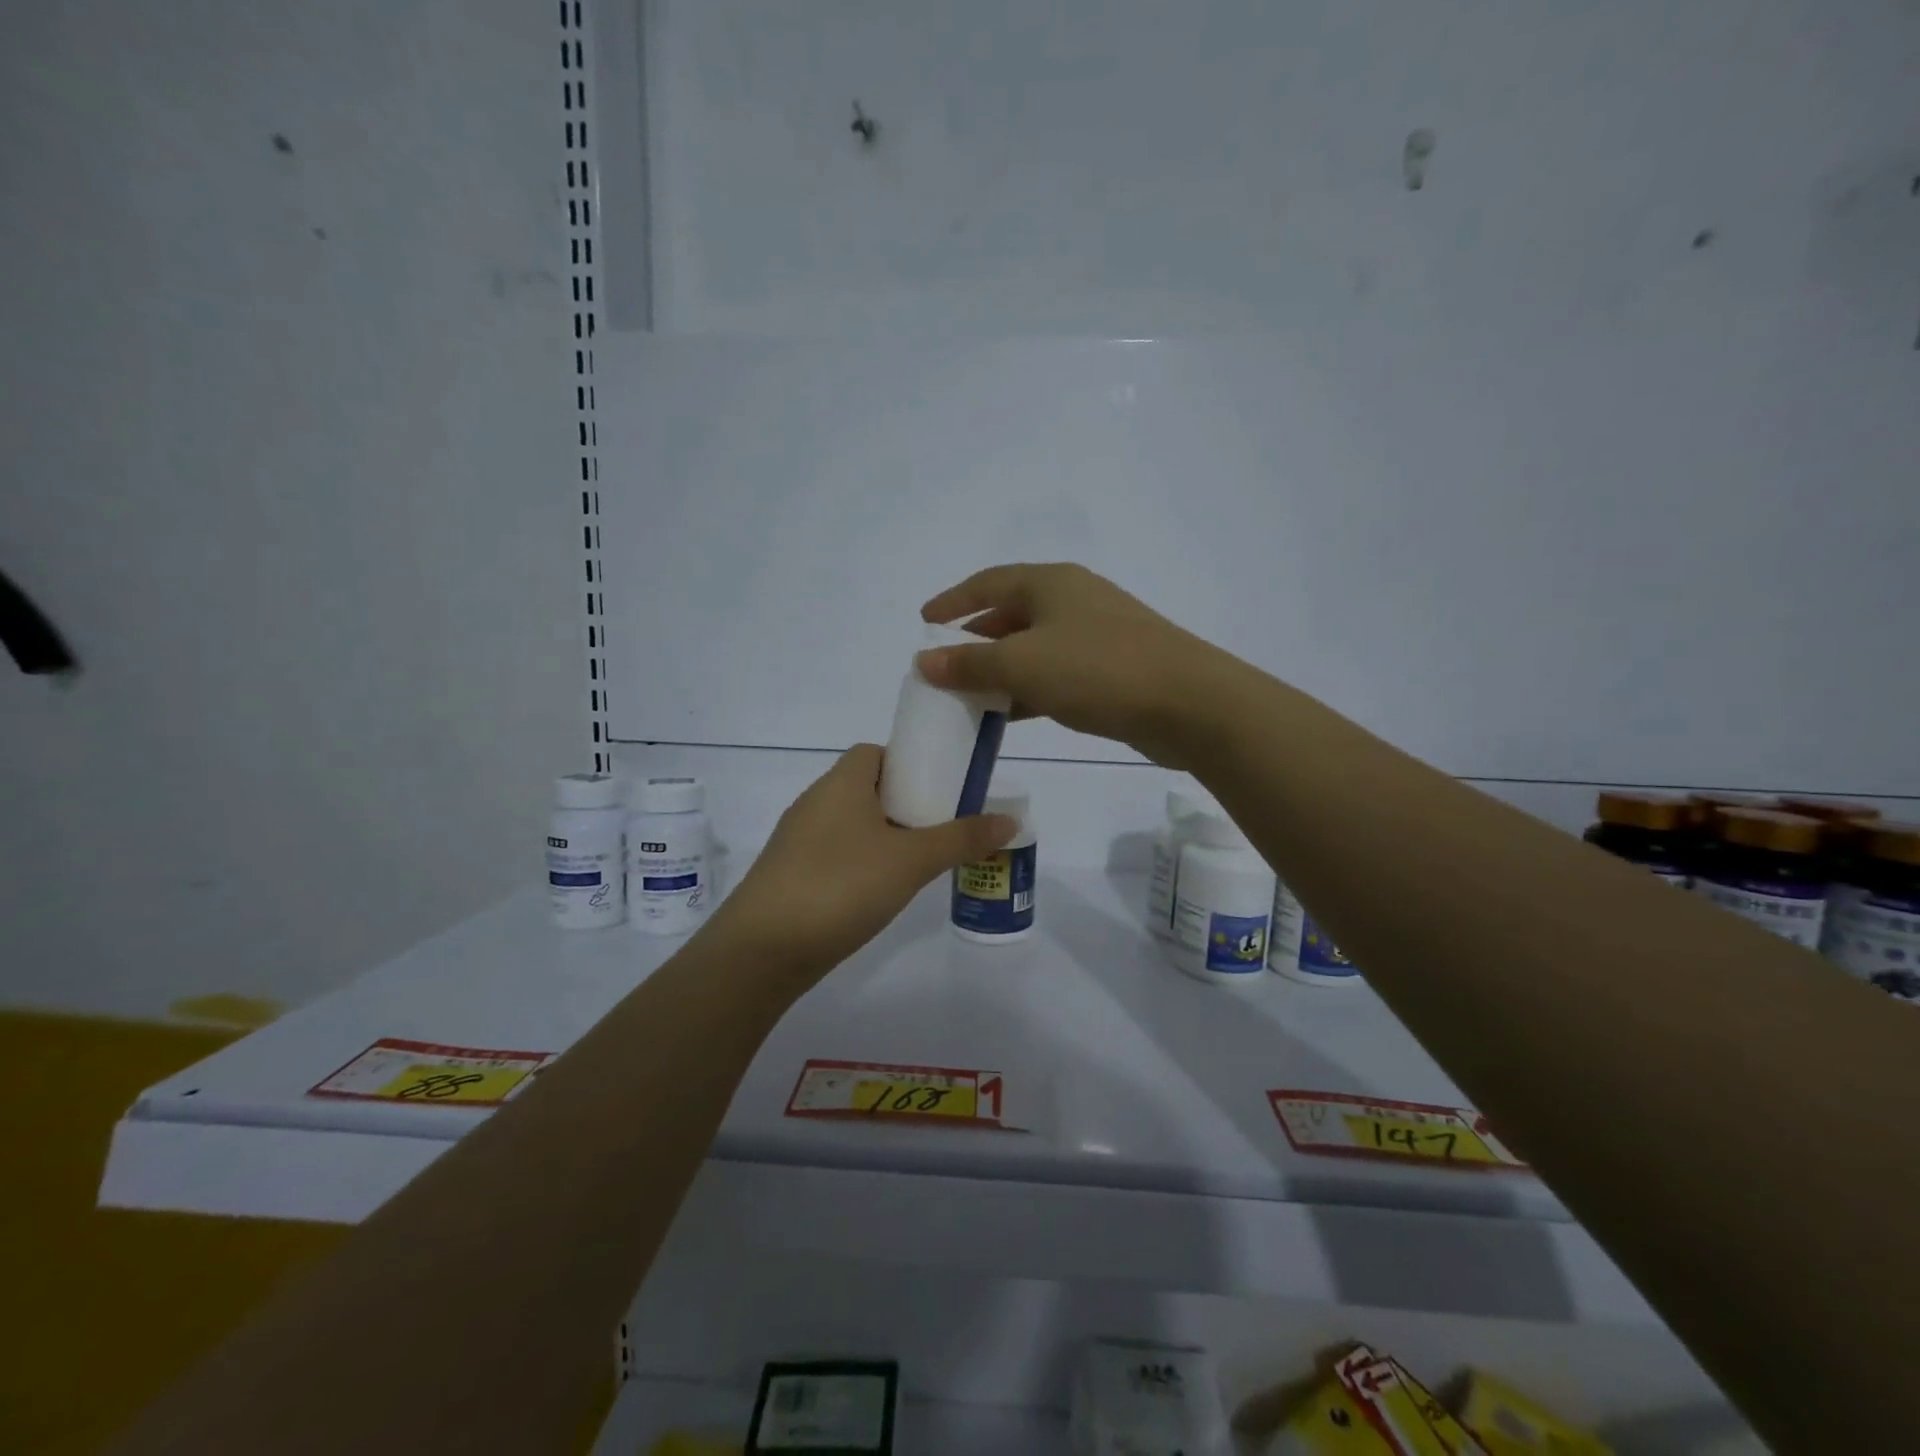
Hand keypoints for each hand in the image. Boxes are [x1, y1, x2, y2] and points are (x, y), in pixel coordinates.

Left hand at [707, 744, 1016, 976]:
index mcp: (841, 782)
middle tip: (941, 828)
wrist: (762, 950)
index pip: (877, 752)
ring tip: (920, 862)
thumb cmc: (841, 886)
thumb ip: (961, 838)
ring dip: (885, 836)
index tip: (941, 789)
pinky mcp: (790, 875)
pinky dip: (862, 863)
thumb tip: (1010, 819)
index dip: (910, 763)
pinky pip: (836, 854)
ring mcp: (798, 840)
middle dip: (905, 804)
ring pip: (852, 824)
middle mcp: (815, 802)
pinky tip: (881, 891)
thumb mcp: (911, 860)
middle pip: (867, 788)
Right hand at [917, 563, 1243, 766]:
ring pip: (1035, 647)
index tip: (924, 621)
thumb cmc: (1097, 670)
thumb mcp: (1022, 665)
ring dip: (1002, 669)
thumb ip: (970, 664)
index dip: (953, 601)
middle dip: (976, 640)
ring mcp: (1098, 633)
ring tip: (971, 695)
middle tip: (946, 666)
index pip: (988, 582)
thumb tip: (924, 661)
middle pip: (1011, 613)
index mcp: (1050, 583)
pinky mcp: (1114, 668)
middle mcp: (1074, 599)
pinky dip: (1030, 688)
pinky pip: (1057, 672)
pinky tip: (1013, 714)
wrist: (1188, 702)